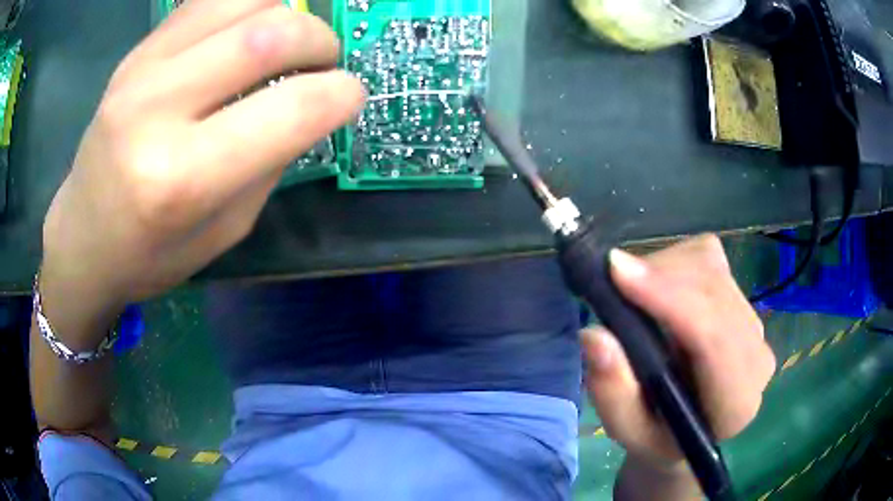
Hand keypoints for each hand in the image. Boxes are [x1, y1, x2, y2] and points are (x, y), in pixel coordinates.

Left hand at [41, 0, 363, 314]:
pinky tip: (248, 29)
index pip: (293, 109)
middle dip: (320, 39)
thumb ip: (269, 161)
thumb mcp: (224, 231)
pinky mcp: (135, 53)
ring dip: (286, 11)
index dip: (343, 94)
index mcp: (183, 179)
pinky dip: (247, 4)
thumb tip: (310, 103)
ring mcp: (140, 71)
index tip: (350, 97)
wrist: (83, 237)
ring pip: (244, 0)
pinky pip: (207, 0)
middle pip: (270, 35)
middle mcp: (158, 111)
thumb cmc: (150, 254)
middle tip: (323, 61)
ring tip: (285, 41)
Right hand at [581, 235, 775, 494]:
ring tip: (633, 293)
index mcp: (736, 403)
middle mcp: (756, 355)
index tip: (617, 272)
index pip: (714, 338)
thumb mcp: (627, 430)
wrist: (688, 428)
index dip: (670, 299)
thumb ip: (613, 392)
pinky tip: (659, 287)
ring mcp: (754, 321)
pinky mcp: (742, 296)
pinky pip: (709, 257)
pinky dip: (675, 261)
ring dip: (665, 269)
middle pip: (713, 291)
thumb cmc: (657, 436)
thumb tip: (594, 335)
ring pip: (711, 268)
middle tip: (611, 280)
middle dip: (660, 277)